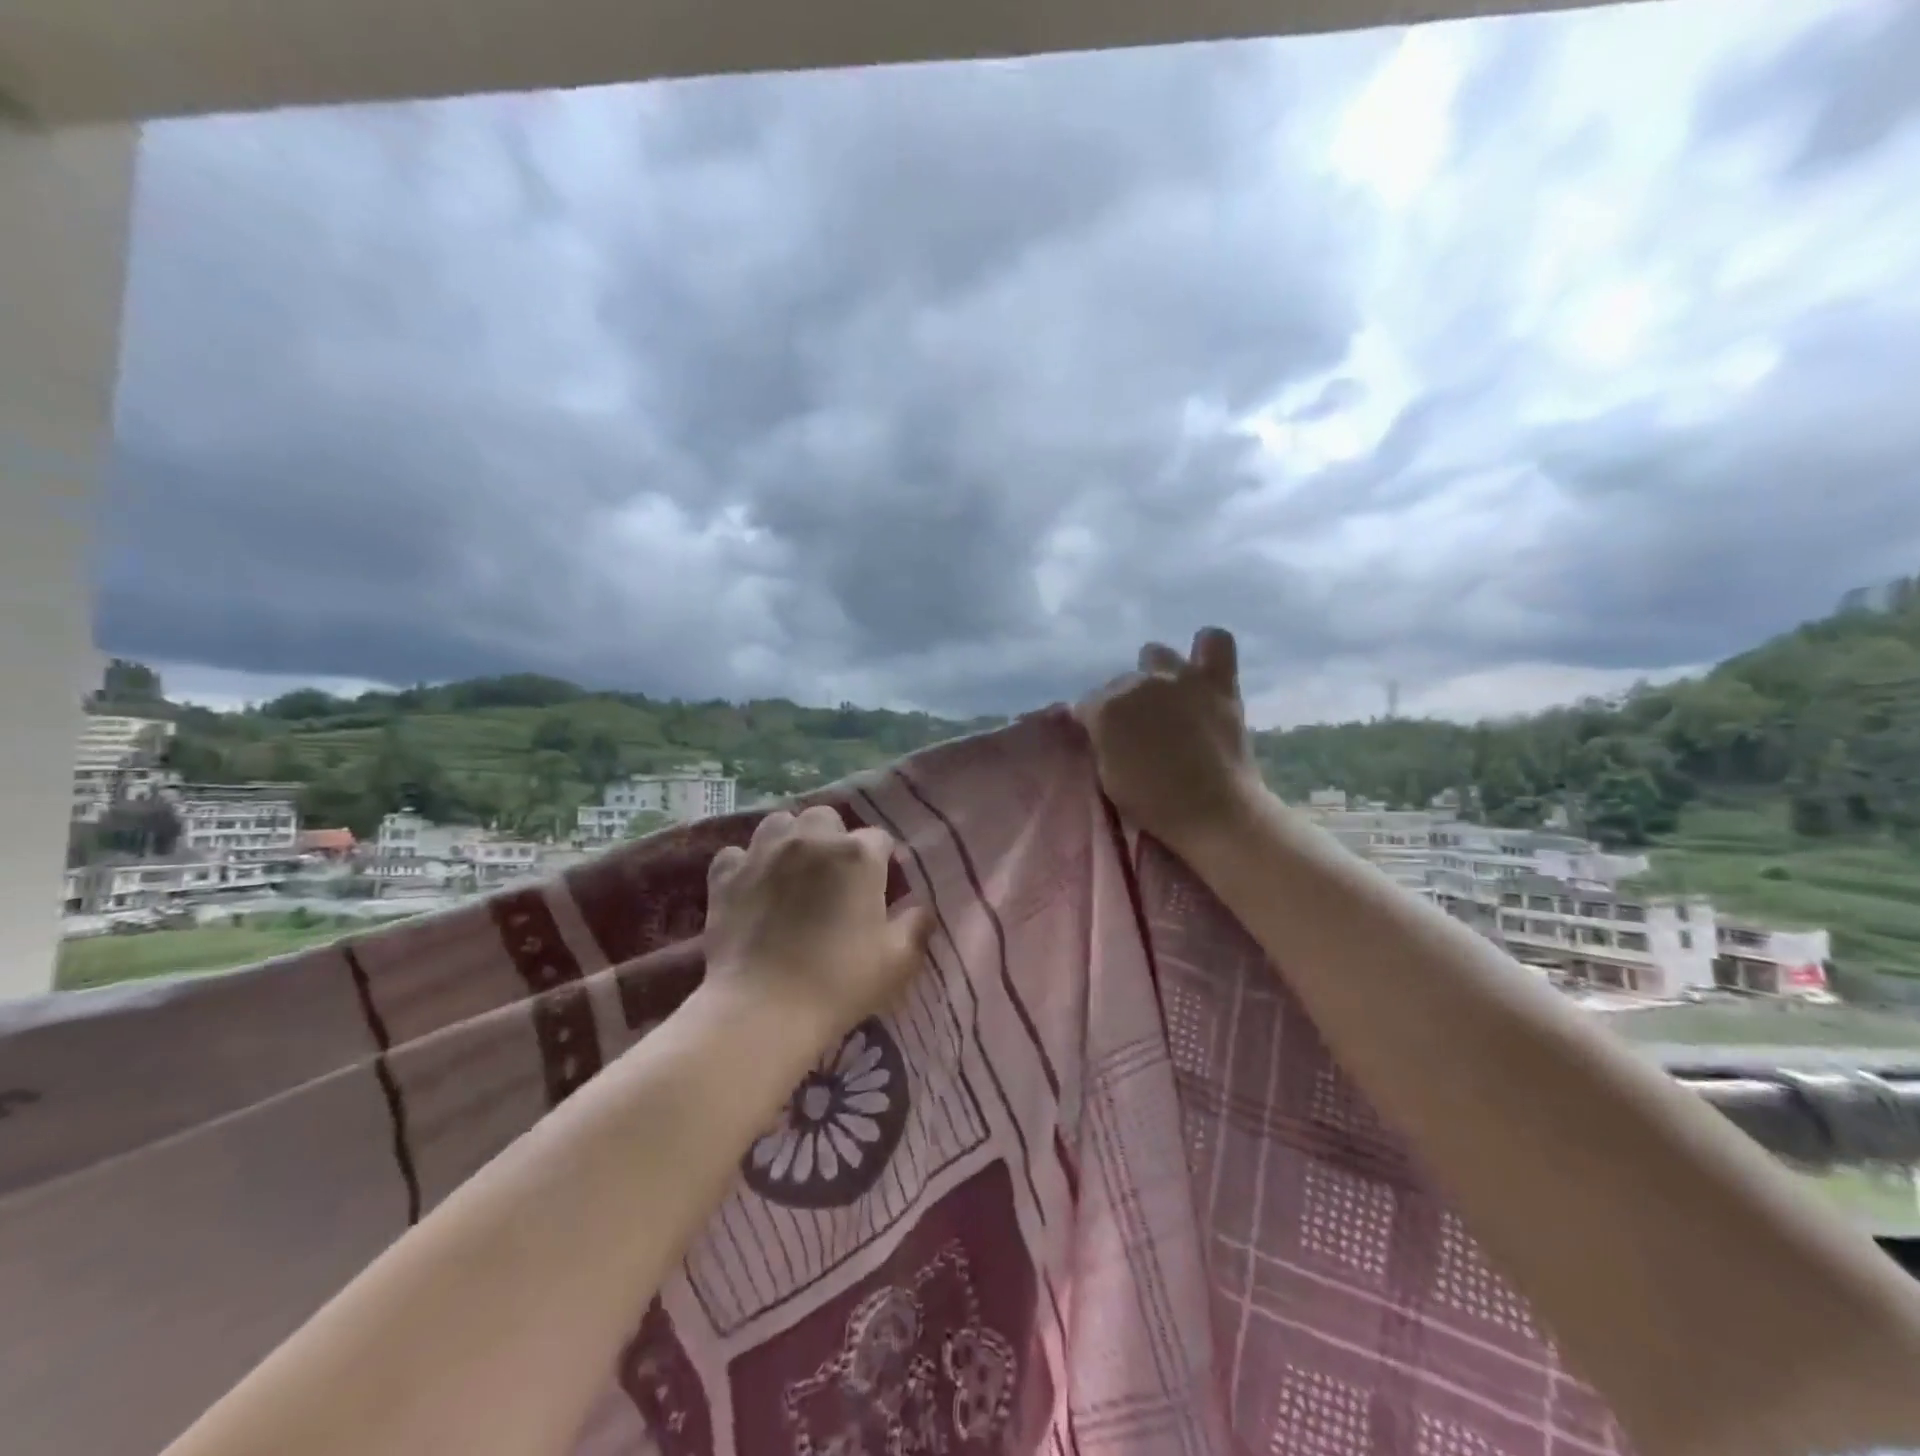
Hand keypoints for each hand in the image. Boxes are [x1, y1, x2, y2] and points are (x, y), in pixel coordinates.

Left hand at [703, 805, 933, 1049]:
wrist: (762, 1009)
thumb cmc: (839, 982)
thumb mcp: (897, 961)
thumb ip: (916, 927)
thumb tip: (922, 910)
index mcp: (858, 855)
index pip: (879, 839)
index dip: (881, 862)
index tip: (878, 889)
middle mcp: (812, 840)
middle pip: (827, 818)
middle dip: (833, 839)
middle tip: (834, 877)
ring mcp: (764, 852)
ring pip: (780, 823)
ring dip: (790, 839)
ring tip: (792, 870)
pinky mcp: (726, 874)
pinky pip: (737, 853)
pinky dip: (746, 864)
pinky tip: (752, 886)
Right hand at [1077, 627, 1265, 849]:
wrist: (1213, 811)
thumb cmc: (1153, 803)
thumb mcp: (1108, 776)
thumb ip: (1103, 741)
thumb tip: (1103, 728)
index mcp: (1106, 709)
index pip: (1088, 705)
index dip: (1095, 724)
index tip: (1106, 742)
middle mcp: (1138, 683)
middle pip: (1121, 682)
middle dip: (1125, 703)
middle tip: (1140, 731)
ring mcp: (1180, 678)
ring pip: (1157, 655)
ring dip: (1156, 674)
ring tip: (1166, 699)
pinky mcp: (1218, 683)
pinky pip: (1215, 641)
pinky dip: (1207, 649)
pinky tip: (1203, 665)